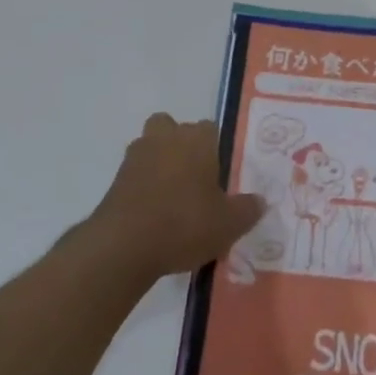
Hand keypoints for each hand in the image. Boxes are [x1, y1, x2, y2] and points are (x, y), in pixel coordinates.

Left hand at [89, 115, 264, 283]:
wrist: (123, 246)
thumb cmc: (184, 224)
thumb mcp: (229, 224)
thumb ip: (248, 209)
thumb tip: (260, 201)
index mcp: (197, 139)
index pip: (211, 129)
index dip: (216, 149)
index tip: (221, 174)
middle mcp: (166, 137)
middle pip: (174, 129)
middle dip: (182, 146)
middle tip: (195, 179)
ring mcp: (136, 156)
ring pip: (151, 147)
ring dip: (160, 163)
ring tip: (173, 198)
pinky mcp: (115, 179)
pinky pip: (136, 174)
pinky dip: (144, 186)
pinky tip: (154, 214)